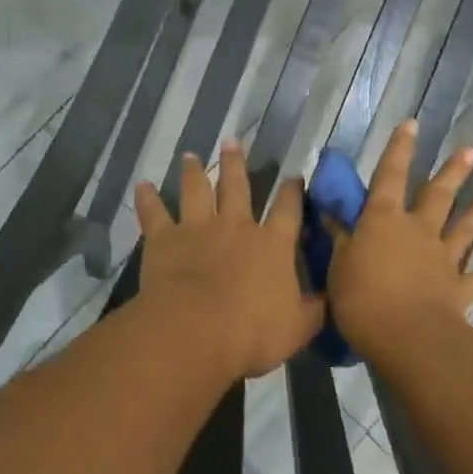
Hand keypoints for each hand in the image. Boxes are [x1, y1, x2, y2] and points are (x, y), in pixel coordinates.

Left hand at [133, 141, 324, 379]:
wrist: (197, 330)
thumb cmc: (253, 332)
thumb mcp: (299, 328)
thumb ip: (314, 310)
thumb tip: (330, 299)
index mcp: (272, 245)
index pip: (288, 210)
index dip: (293, 192)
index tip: (294, 176)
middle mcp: (236, 227)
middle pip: (237, 187)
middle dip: (236, 164)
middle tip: (233, 141)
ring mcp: (198, 229)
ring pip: (196, 191)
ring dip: (193, 172)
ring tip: (190, 156)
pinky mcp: (164, 239)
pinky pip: (153, 213)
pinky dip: (147, 199)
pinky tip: (142, 185)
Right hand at [325, 120, 472, 354]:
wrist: (406, 334)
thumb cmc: (362, 297)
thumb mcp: (339, 265)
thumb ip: (340, 239)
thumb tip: (331, 214)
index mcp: (384, 220)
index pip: (389, 176)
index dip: (399, 150)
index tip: (412, 124)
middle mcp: (418, 231)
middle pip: (437, 195)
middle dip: (452, 172)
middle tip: (471, 151)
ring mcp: (442, 259)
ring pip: (463, 229)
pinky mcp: (458, 289)